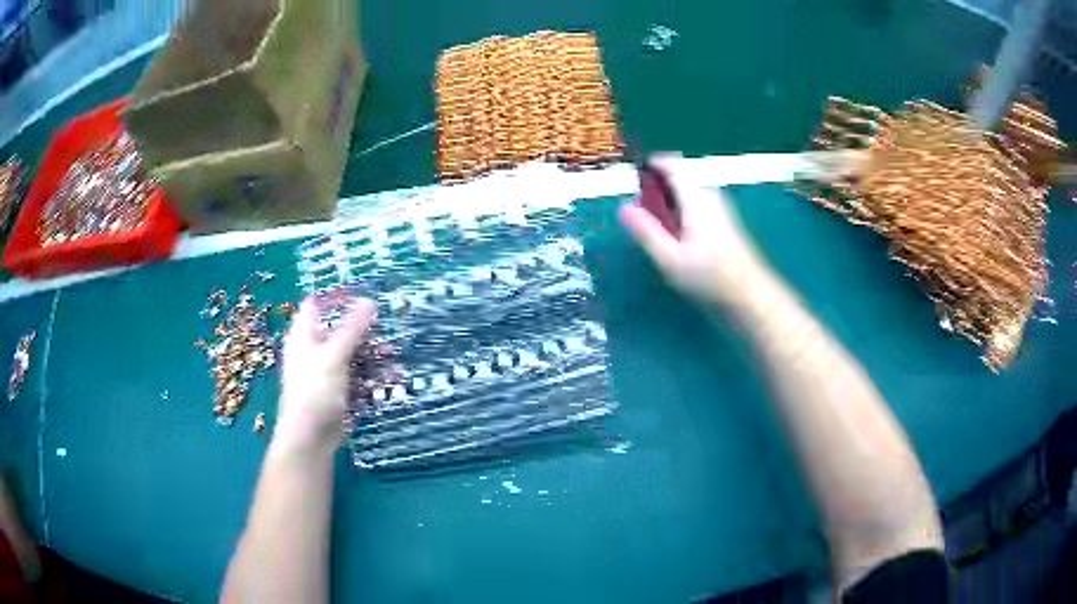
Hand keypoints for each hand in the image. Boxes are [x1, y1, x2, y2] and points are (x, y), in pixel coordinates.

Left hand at [276, 296, 376, 451]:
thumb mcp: (335, 355)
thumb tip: (370, 300)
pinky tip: (390, 380)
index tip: (364, 297)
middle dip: (364, 330)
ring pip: (351, 355)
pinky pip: (356, 378)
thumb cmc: (315, 390)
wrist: (310, 438)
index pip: (316, 305)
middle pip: (339, 331)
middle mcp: (313, 351)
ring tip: (395, 357)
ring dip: (373, 356)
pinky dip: (372, 377)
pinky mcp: (337, 393)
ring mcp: (325, 373)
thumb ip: (352, 328)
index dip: (337, 298)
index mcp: (304, 335)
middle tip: (388, 330)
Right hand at [619, 157, 767, 306]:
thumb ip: (646, 231)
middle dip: (657, 190)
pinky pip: (696, 204)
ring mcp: (720, 207)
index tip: (632, 180)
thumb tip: (623, 207)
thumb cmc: (709, 278)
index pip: (671, 164)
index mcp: (696, 197)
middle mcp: (709, 195)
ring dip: (669, 203)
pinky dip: (682, 212)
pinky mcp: (724, 220)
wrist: (749, 295)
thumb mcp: (670, 258)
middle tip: (643, 216)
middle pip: (678, 178)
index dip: (649, 165)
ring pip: (687, 192)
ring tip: (658, 230)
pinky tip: (678, 239)